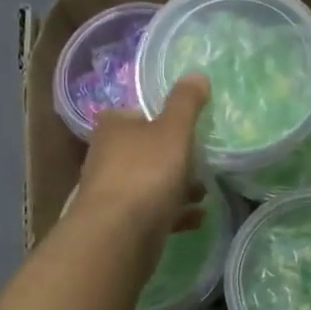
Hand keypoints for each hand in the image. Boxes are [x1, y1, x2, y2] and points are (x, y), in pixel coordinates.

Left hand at [72, 74, 210, 242]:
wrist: (118, 236)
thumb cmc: (146, 172)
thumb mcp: (173, 130)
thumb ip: (186, 103)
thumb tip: (196, 74)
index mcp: (113, 127)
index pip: (137, 113)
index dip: (162, 119)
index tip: (188, 127)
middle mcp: (106, 156)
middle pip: (146, 150)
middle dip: (175, 157)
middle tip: (203, 161)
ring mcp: (112, 192)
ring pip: (150, 183)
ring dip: (177, 187)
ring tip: (204, 193)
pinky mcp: (121, 224)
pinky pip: (153, 213)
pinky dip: (174, 213)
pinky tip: (198, 218)